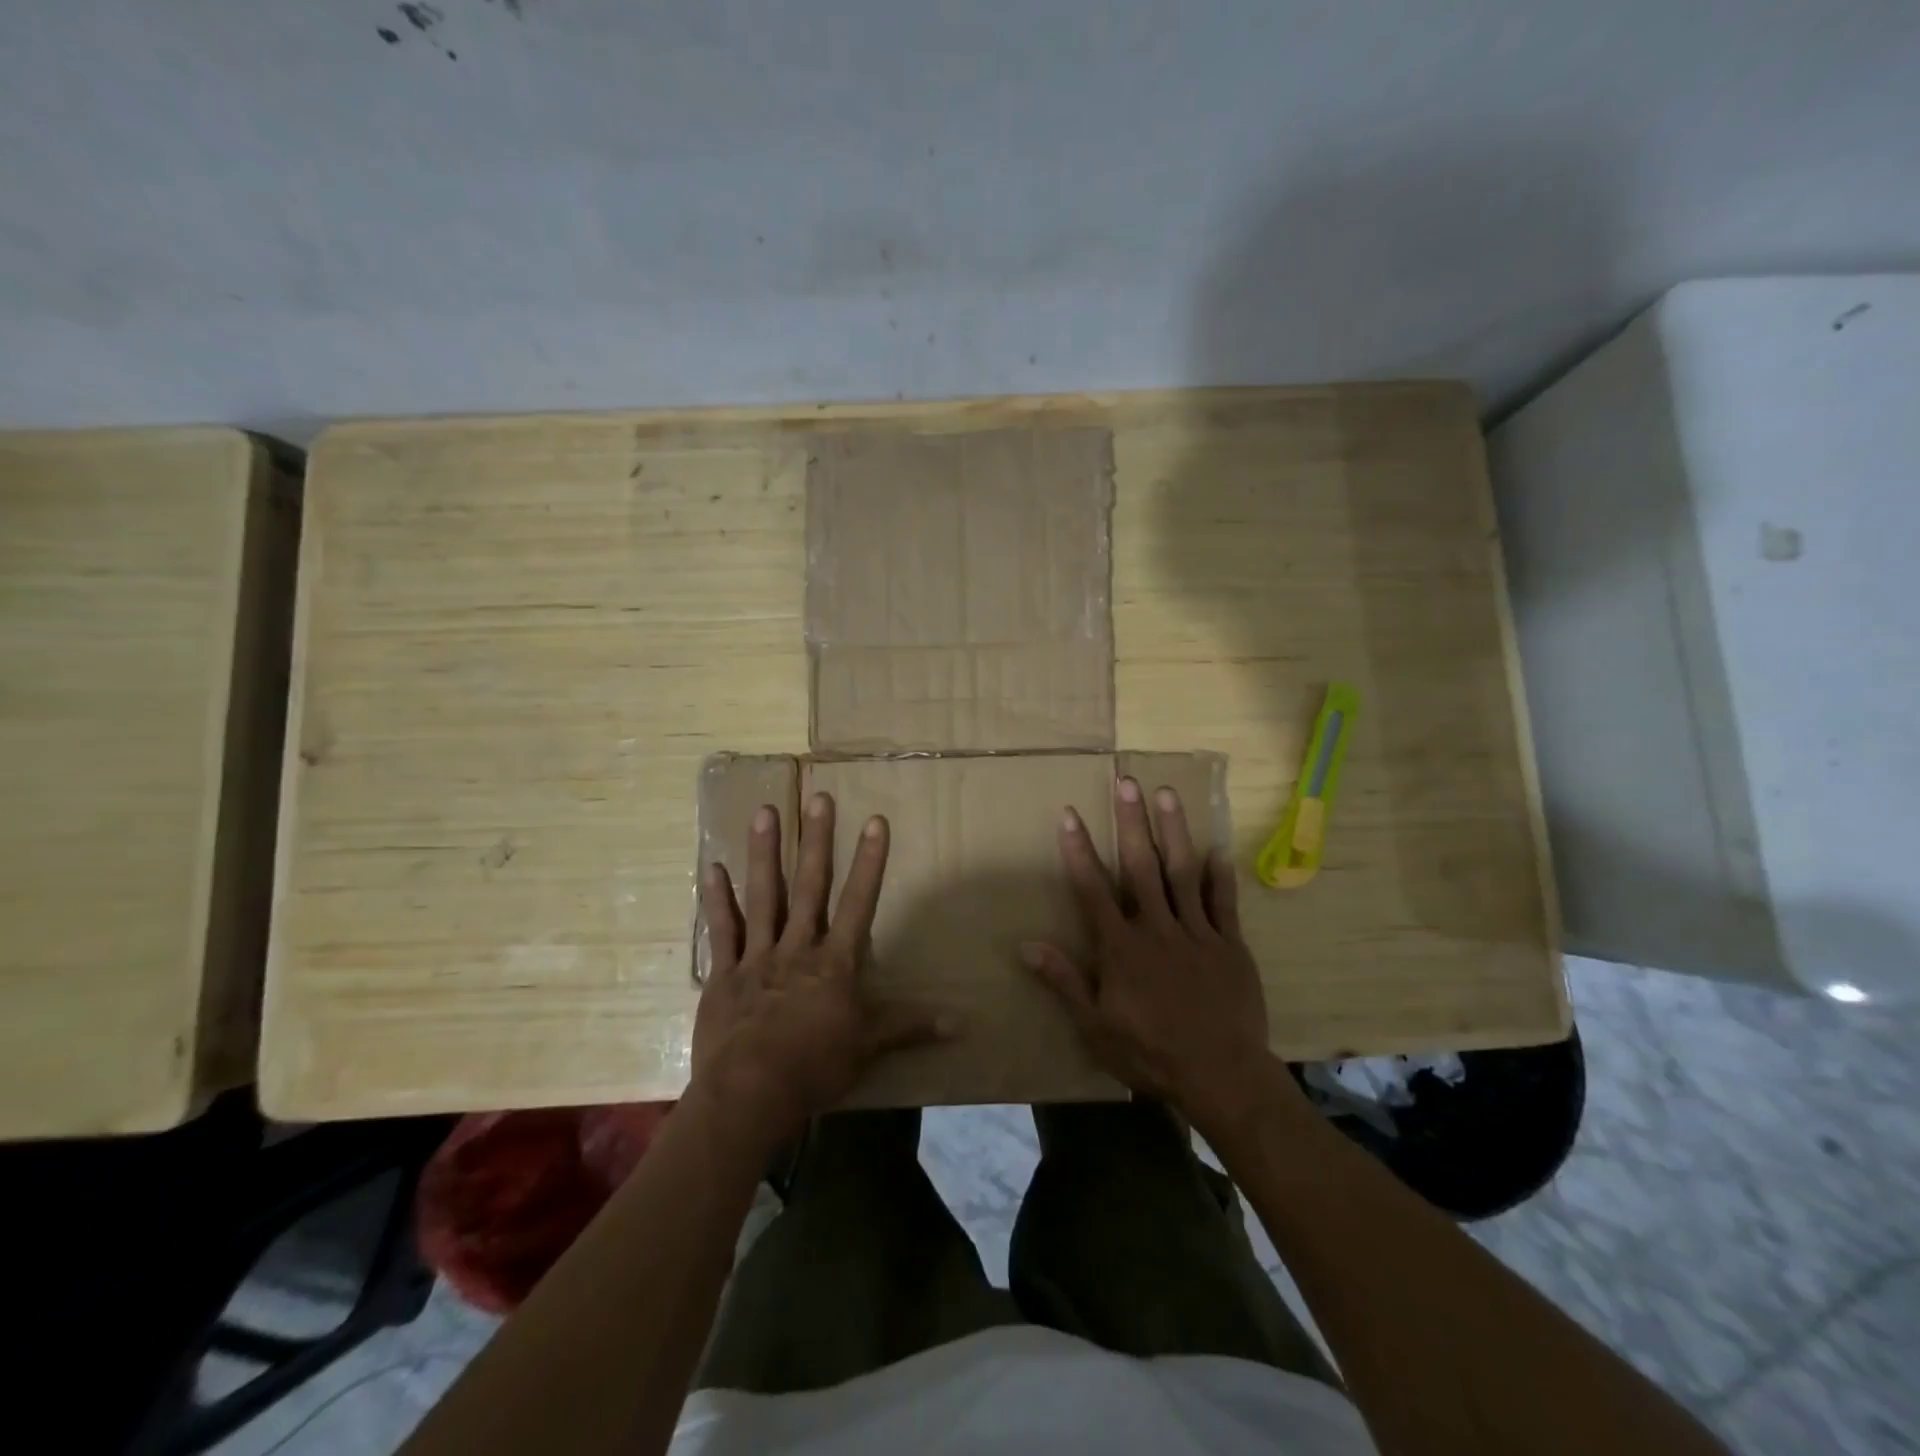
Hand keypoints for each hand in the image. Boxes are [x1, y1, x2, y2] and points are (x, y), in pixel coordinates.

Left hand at [693, 792, 952, 1148]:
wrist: (750, 1094)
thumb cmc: (815, 1068)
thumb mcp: (869, 1047)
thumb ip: (911, 1026)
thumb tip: (963, 1022)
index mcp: (834, 963)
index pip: (858, 903)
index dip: (870, 862)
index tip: (875, 821)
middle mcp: (797, 948)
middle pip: (810, 887)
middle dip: (817, 841)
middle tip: (818, 798)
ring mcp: (758, 957)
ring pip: (763, 896)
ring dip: (765, 853)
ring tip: (766, 812)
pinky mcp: (725, 974)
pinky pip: (722, 932)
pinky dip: (717, 901)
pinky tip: (712, 868)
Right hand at [1022, 777, 1289, 1136]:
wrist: (1220, 1076)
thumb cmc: (1149, 1053)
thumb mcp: (1095, 1026)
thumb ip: (1064, 981)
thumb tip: (1026, 946)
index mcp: (1121, 947)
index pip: (1093, 889)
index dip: (1079, 850)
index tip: (1070, 813)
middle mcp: (1156, 928)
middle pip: (1141, 866)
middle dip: (1131, 822)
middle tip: (1126, 781)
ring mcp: (1196, 933)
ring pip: (1183, 873)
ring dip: (1174, 831)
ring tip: (1167, 793)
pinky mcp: (1230, 945)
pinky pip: (1224, 903)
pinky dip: (1220, 875)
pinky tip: (1217, 847)